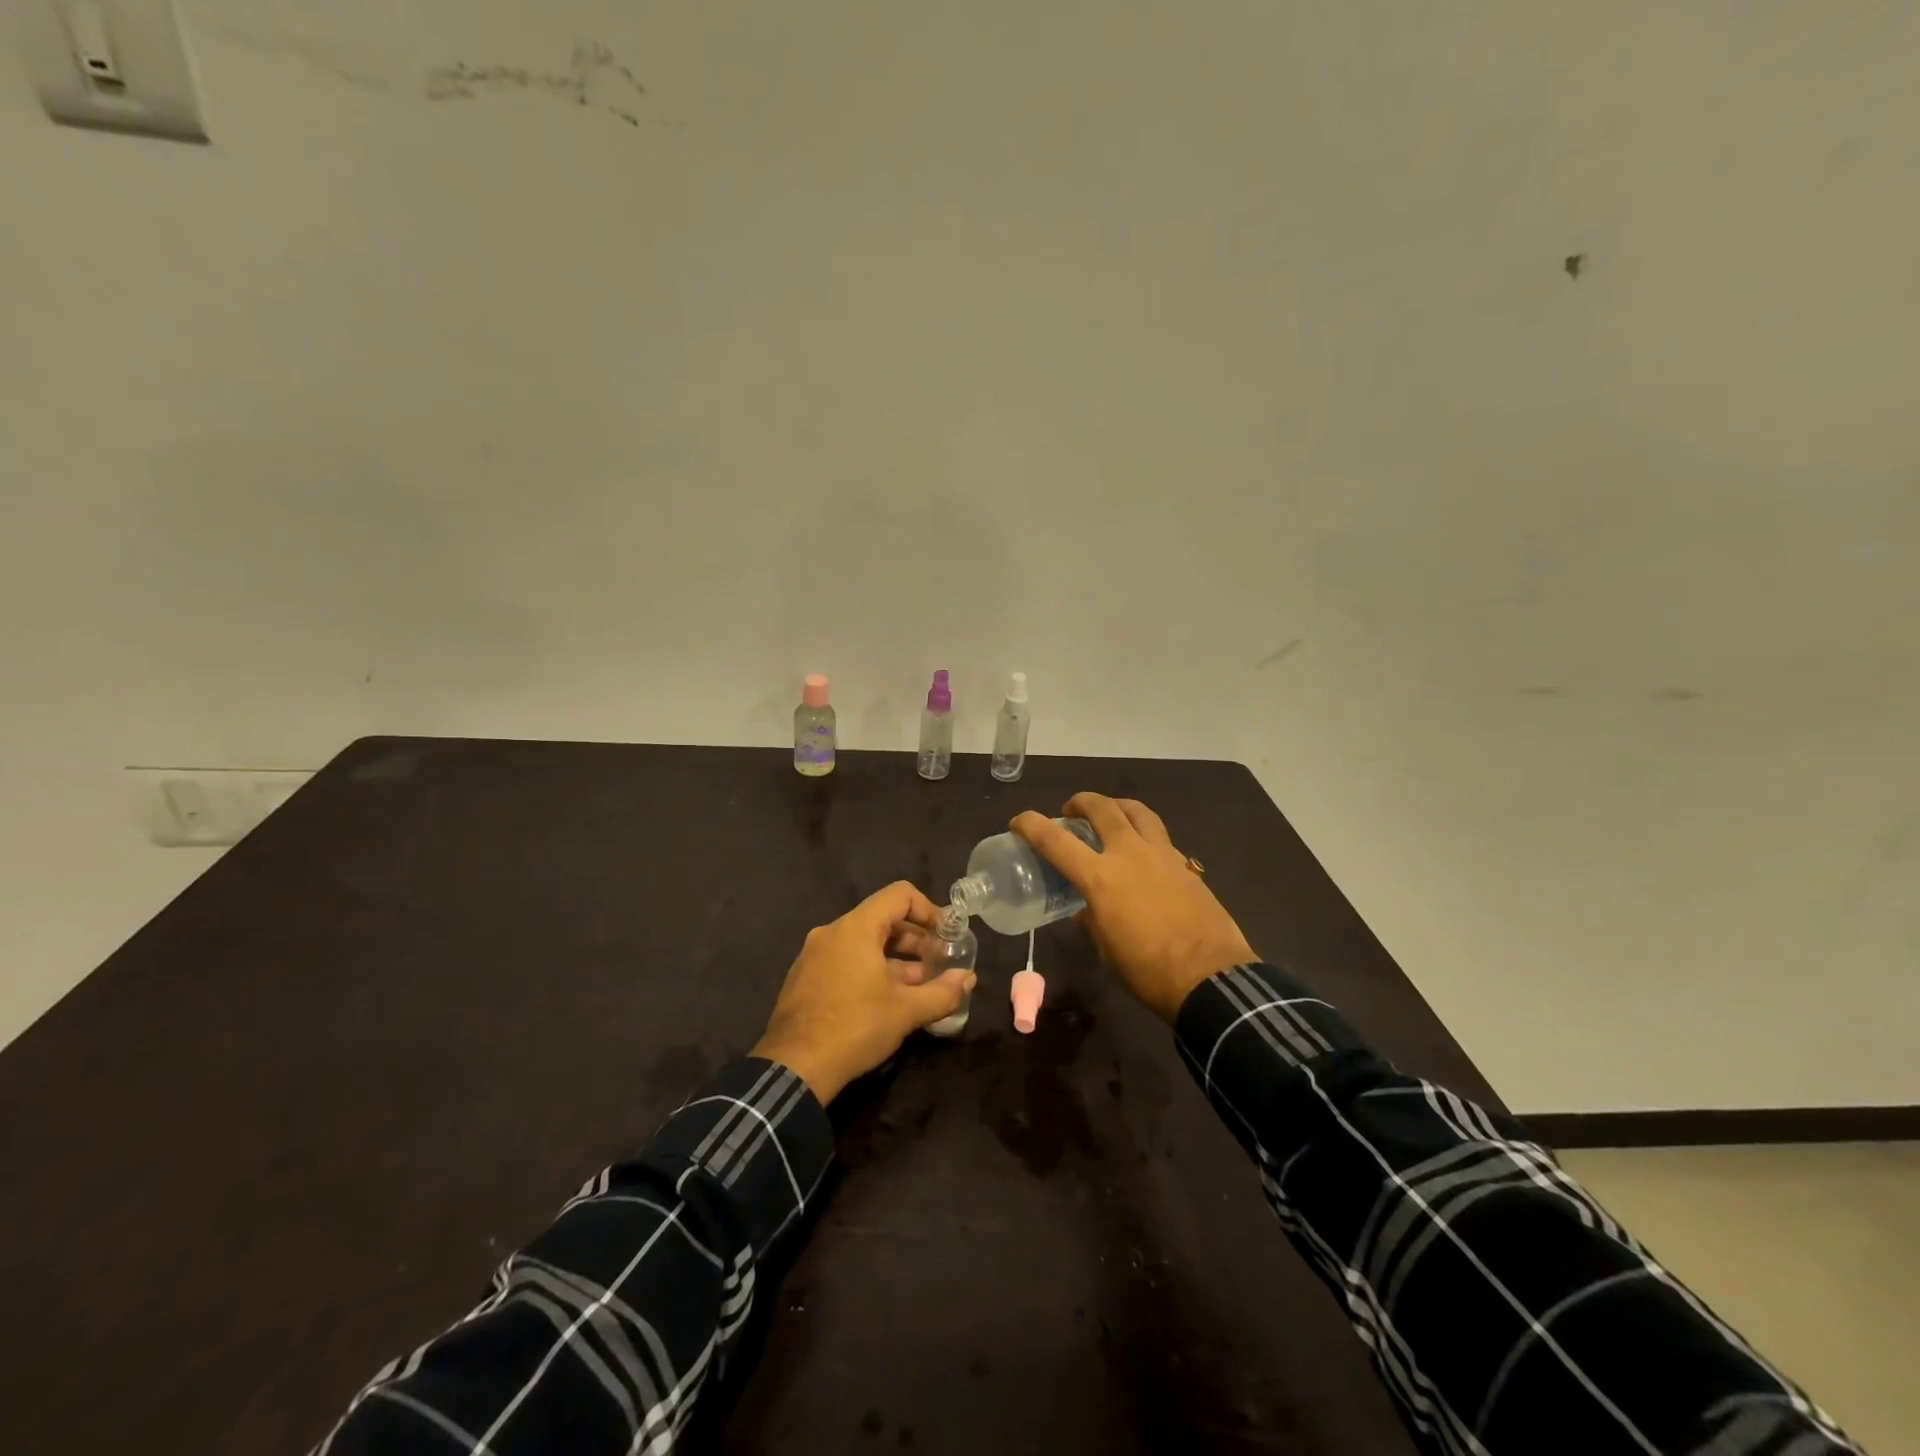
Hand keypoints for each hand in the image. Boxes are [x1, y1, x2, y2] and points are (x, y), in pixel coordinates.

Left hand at [751, 881, 976, 1103]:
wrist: (793, 1068)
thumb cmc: (855, 1027)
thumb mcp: (906, 1011)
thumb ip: (942, 991)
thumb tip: (968, 978)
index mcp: (855, 928)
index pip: (900, 895)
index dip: (929, 910)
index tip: (945, 936)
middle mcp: (832, 932)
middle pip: (882, 918)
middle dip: (915, 939)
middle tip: (937, 964)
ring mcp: (814, 955)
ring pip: (863, 943)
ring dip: (894, 959)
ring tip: (918, 986)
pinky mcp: (804, 978)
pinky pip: (845, 960)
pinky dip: (869, 969)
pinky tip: (884, 1001)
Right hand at [1012, 794, 1254, 1023]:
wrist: (1209, 977)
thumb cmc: (1147, 970)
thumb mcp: (1106, 949)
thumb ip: (1091, 921)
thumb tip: (1085, 911)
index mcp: (1100, 878)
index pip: (1055, 840)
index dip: (1031, 825)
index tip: (1019, 822)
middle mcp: (1129, 854)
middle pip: (1102, 807)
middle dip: (1080, 802)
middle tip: (1071, 812)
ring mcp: (1162, 854)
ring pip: (1137, 811)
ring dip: (1117, 806)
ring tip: (1110, 814)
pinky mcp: (1185, 864)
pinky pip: (1160, 835)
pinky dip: (1144, 833)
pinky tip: (1143, 852)